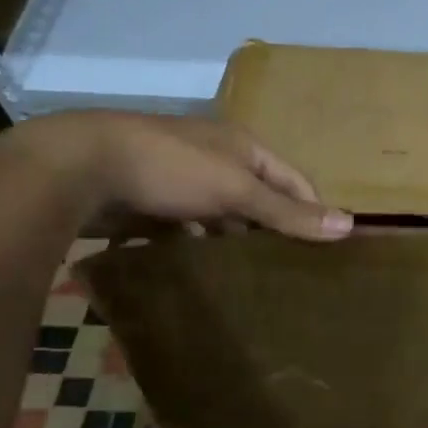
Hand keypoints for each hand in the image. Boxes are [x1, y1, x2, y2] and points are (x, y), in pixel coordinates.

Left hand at [7, 111, 351, 240]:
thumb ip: (288, 212)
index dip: (312, 211)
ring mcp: (181, 180)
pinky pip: (188, 230)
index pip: (294, 181)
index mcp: (241, 146)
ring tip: (254, 282)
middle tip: (292, 274)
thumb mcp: (236, 189)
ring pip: (222, 217)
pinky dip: (199, 248)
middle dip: (272, 231)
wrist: (78, 167)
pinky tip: (205, 274)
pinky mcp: (151, 202)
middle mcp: (215, 159)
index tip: (326, 252)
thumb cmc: (169, 168)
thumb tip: (349, 225)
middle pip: (258, 198)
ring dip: (234, 243)